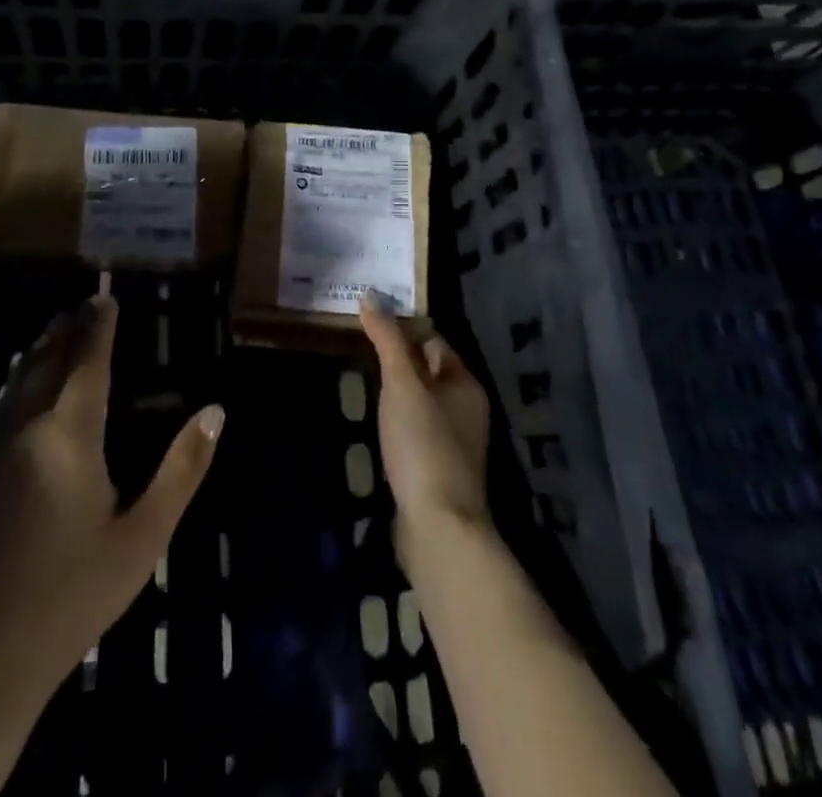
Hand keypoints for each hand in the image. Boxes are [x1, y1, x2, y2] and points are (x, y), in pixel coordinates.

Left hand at [0, 295, 224, 704]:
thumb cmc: (70, 597)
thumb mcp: (142, 538)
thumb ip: (181, 470)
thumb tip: (215, 412)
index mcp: (68, 436)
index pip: (86, 362)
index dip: (98, 326)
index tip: (104, 296)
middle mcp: (23, 431)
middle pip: (44, 363)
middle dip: (64, 331)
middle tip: (80, 306)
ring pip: (15, 387)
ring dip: (37, 355)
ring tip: (53, 335)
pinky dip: (19, 388)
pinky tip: (25, 401)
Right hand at [359, 292, 491, 557]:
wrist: (437, 525)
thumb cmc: (423, 443)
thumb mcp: (402, 383)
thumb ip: (387, 339)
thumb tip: (371, 295)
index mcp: (464, 382)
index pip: (433, 339)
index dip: (403, 326)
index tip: (369, 319)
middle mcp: (465, 407)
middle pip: (427, 369)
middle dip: (396, 356)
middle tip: (357, 344)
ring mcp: (452, 441)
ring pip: (420, 400)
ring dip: (395, 389)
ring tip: (360, 377)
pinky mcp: (436, 468)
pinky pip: (415, 428)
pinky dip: (396, 419)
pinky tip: (375, 421)